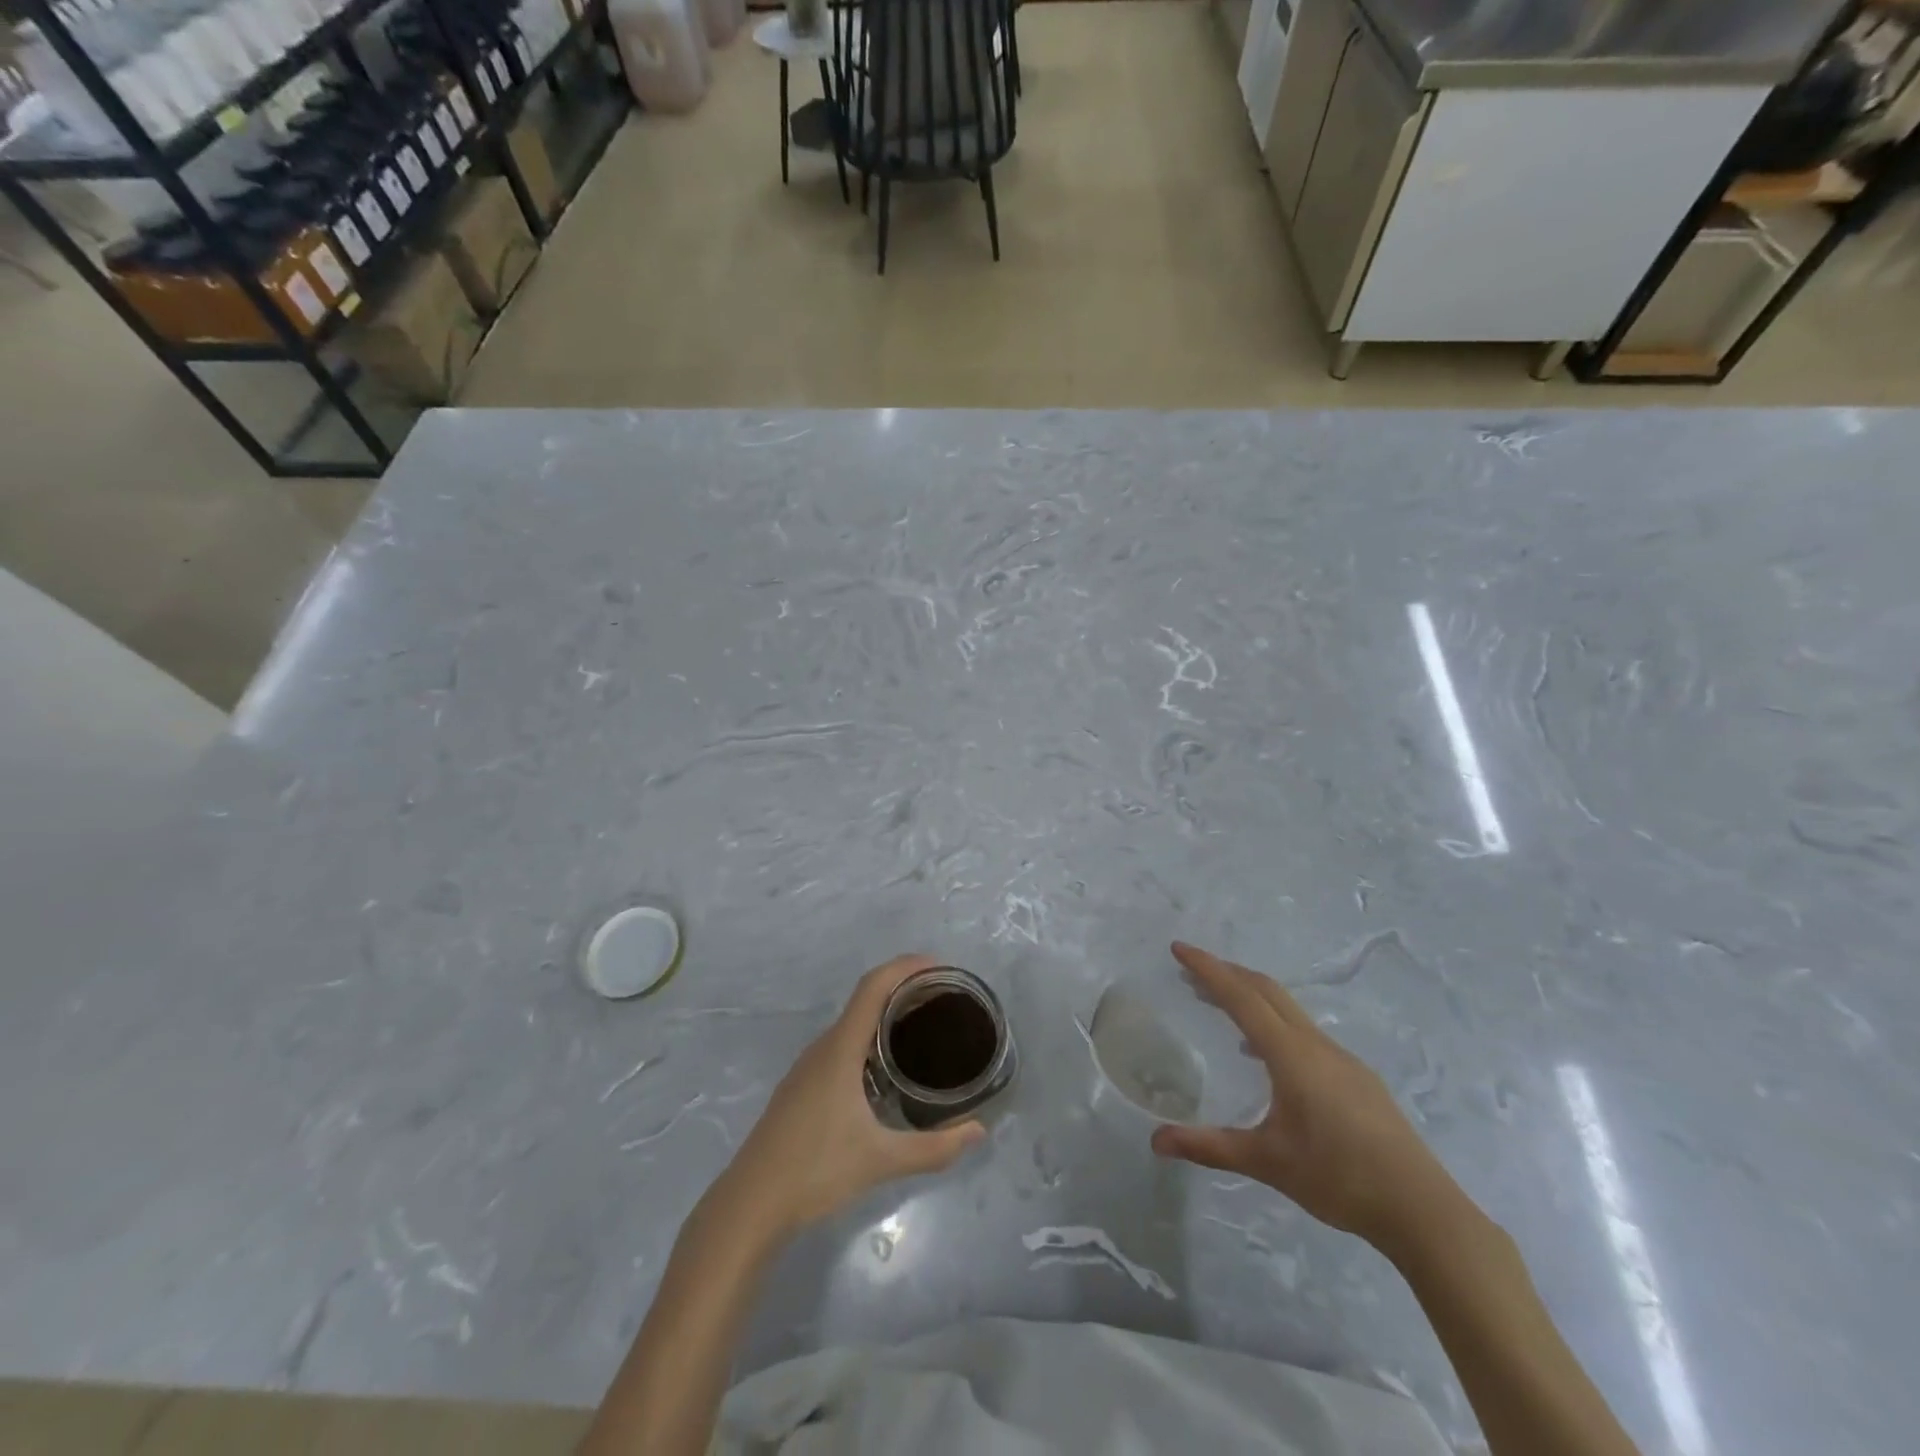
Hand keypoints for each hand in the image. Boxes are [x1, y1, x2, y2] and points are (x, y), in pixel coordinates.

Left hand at [715, 955, 986, 1241]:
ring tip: (923, 1028)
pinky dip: (870, 1039)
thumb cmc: (814, 1172)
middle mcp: (823, 1048)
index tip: (939, 967)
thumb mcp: (881, 1160)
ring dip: (886, 1016)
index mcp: (840, 1049)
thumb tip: (978, 1131)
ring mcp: (808, 1067)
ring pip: (852, 1024)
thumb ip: (933, 1147)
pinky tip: (886, 1069)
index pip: (873, 987)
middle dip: (904, 991)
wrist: (749, 1205)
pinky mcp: (802, 1087)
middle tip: (944, 1000)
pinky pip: (842, 1045)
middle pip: (866, 1000)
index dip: (905, 967)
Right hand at [1150, 942, 1459, 1254]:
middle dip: (1227, 973)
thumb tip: (1155, 1142)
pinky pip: (1305, 1032)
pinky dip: (1274, 1023)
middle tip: (1191, 971)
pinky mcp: (1358, 1077)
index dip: (1207, 969)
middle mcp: (1316, 1045)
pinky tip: (1266, 1057)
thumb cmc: (1339, 1179)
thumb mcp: (1267, 1162)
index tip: (1179, 948)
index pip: (1241, 997)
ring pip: (1288, 1010)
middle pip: (1266, 991)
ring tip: (1220, 1006)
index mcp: (1292, 1055)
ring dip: (1251, 997)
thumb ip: (1210, 1147)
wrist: (1423, 1210)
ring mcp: (1342, 1059)